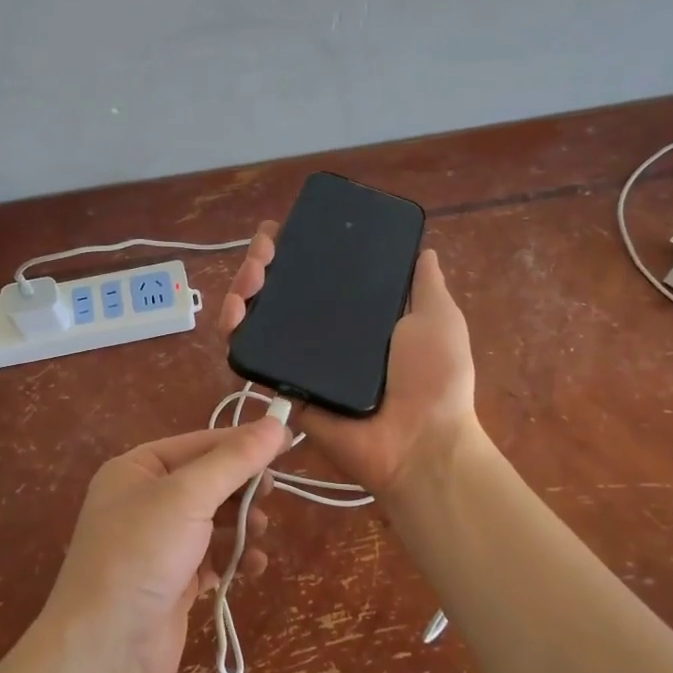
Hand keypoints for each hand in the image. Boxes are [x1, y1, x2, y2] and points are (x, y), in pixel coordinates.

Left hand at [44, 419, 287, 672]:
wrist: (106, 647)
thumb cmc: (142, 553)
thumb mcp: (188, 495)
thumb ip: (235, 460)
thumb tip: (277, 423)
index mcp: (137, 469)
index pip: (200, 443)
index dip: (243, 442)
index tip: (287, 441)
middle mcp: (145, 501)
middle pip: (209, 482)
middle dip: (241, 488)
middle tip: (269, 493)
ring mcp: (159, 543)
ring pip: (215, 520)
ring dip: (241, 524)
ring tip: (257, 532)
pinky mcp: (174, 581)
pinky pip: (214, 557)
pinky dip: (235, 558)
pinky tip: (253, 566)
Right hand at [218, 222, 481, 496]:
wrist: (417, 443)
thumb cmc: (434, 379)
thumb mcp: (438, 318)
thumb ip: (425, 284)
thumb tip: (424, 248)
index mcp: (358, 313)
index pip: (319, 271)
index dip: (298, 247)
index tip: (284, 229)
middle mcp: (326, 331)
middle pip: (281, 288)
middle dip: (263, 262)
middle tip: (262, 252)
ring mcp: (301, 358)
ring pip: (259, 315)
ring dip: (243, 288)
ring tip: (249, 278)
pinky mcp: (284, 384)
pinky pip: (253, 355)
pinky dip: (236, 330)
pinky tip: (234, 313)